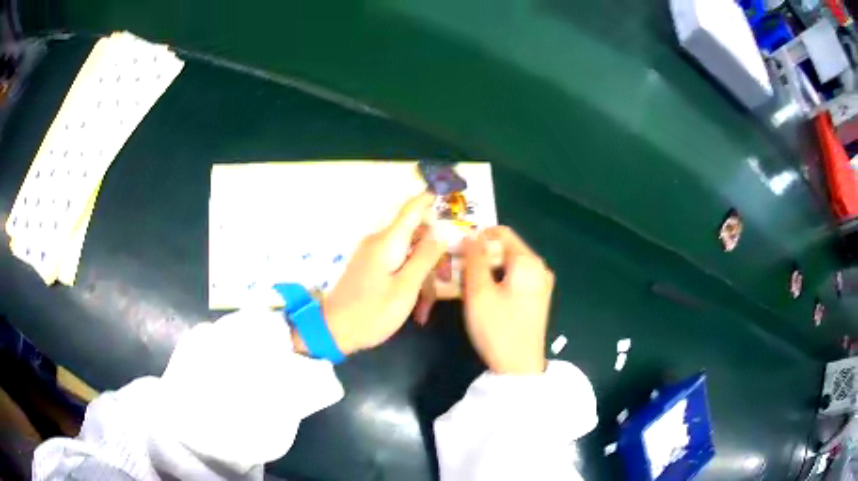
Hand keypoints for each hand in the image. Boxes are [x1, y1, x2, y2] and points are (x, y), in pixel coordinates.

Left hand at [311, 192, 445, 354]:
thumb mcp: (405, 288)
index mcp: (387, 241)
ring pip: (408, 253)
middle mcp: (378, 242)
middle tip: (446, 276)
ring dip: (422, 273)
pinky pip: (396, 263)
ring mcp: (372, 254)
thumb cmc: (372, 312)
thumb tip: (440, 233)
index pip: (412, 208)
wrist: (333, 331)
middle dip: (433, 252)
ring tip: (426, 305)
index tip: (450, 190)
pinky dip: (410, 278)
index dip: (431, 197)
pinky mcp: (369, 267)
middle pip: (415, 234)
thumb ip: (424, 258)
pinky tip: (415, 303)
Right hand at [463, 226, 553, 374]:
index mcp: (528, 262)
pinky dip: (497, 279)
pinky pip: (515, 278)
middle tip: (456, 268)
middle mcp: (539, 267)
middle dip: (480, 254)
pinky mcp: (537, 298)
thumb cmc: (497, 328)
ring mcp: (541, 284)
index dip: (477, 236)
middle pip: (506, 248)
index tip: (456, 249)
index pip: (501, 232)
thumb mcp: (479, 292)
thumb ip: (474, 259)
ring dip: (486, 268)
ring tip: (465, 282)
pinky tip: (483, 294)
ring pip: (508, 264)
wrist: (519, 367)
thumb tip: (470, 236)